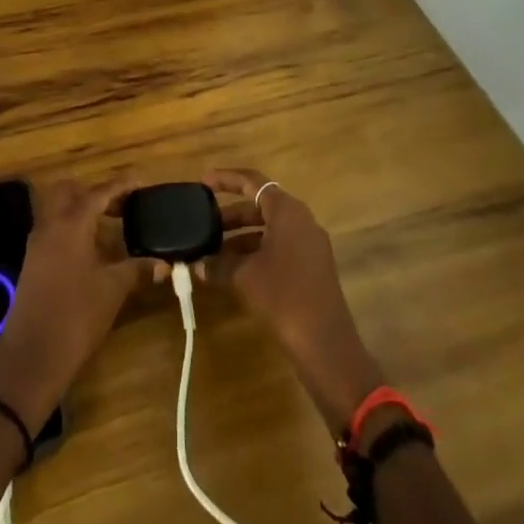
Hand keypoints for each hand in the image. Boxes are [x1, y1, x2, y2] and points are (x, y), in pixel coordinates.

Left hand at [0, 178, 153, 431]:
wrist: (30, 360)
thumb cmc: (76, 318)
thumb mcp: (112, 291)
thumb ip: (137, 269)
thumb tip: (163, 263)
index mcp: (71, 224)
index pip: (99, 192)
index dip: (122, 185)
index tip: (141, 182)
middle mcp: (50, 225)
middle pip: (70, 191)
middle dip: (95, 192)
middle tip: (122, 205)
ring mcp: (37, 244)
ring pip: (58, 210)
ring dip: (82, 210)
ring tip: (109, 225)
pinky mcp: (31, 263)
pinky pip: (52, 230)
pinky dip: (72, 228)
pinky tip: (90, 250)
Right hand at [201, 167, 384, 432]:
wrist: (325, 344)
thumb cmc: (284, 296)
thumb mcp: (245, 276)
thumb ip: (219, 264)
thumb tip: (198, 264)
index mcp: (287, 211)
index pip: (253, 181)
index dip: (226, 179)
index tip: (203, 183)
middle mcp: (301, 220)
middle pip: (260, 206)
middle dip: (231, 215)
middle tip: (203, 224)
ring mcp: (309, 244)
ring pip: (268, 229)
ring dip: (241, 238)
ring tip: (212, 252)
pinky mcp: (311, 267)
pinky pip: (278, 247)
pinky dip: (255, 253)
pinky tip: (234, 271)